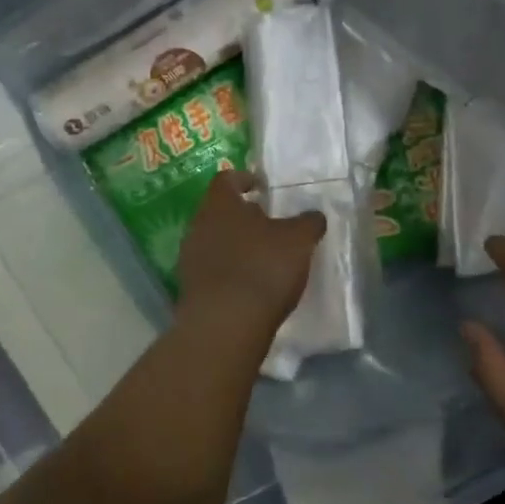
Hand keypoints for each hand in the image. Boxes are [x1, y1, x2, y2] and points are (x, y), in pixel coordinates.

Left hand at [176, 169, 324, 330]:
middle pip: (220, 211)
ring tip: (263, 257)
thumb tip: (314, 215)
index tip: (262, 187)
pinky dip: (230, 270)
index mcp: (220, 204)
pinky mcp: (190, 288)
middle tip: (269, 225)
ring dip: (236, 245)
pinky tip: (250, 284)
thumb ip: (308, 223)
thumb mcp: (299, 241)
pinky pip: (213, 269)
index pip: (227, 179)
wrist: (226, 324)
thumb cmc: (263, 268)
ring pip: (215, 240)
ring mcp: (190, 258)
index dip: (245, 179)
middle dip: (243, 216)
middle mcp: (198, 225)